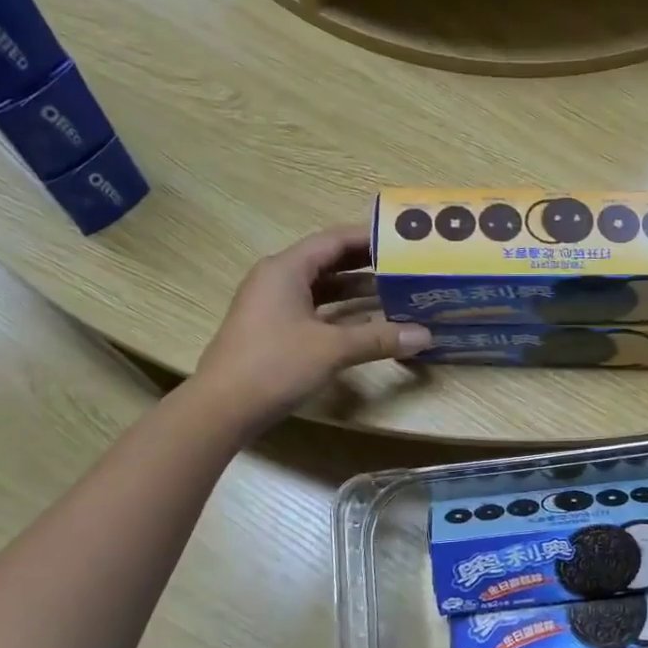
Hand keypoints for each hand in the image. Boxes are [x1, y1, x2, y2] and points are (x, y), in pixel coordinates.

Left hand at [193, 225, 429, 426]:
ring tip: (395, 292)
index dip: (369, 238)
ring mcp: (272, 305)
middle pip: (327, 261)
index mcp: (286, 269)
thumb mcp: (332, 349)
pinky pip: (314, 309)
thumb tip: (425, 335)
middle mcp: (277, 279)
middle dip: (366, 264)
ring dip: (355, 290)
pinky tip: (368, 322)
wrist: (222, 409)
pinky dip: (340, 312)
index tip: (403, 240)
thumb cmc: (274, 365)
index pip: (333, 240)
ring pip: (321, 288)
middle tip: (405, 265)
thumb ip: (378, 338)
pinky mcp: (272, 329)